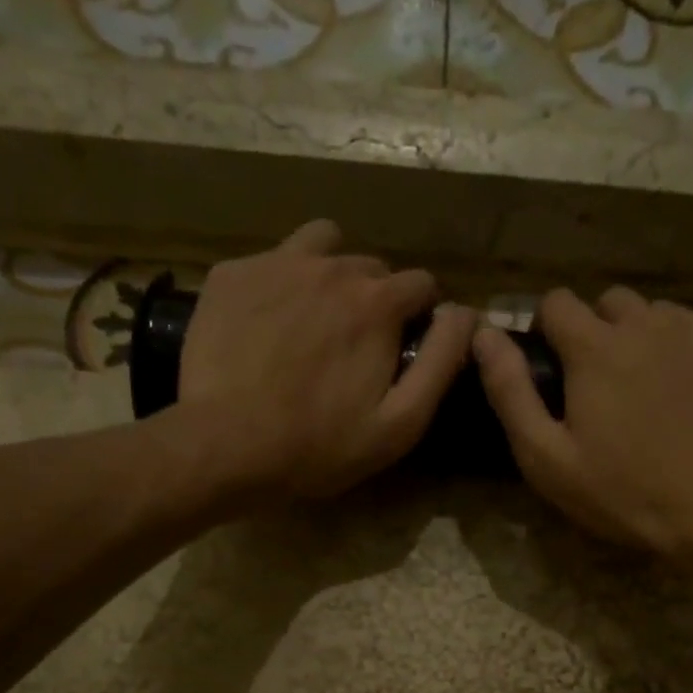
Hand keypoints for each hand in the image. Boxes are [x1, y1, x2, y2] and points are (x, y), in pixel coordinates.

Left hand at [178, 220, 476, 498]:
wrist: (224, 446)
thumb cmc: (318, 446)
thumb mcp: (399, 423)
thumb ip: (441, 363)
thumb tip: (468, 314)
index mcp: (377, 302)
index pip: (422, 284)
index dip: (421, 316)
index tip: (405, 347)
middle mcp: (331, 267)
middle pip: (371, 268)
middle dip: (375, 299)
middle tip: (355, 346)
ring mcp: (275, 263)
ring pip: (322, 246)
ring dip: (331, 273)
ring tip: (315, 318)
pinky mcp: (231, 273)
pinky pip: (270, 261)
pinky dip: (279, 284)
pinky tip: (266, 325)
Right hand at [472, 286, 692, 556]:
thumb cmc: (622, 492)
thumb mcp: (547, 457)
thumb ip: (510, 392)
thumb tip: (484, 333)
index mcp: (595, 347)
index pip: (557, 303)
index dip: (549, 331)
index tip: (555, 366)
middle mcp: (647, 322)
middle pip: (612, 302)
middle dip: (600, 332)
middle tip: (606, 385)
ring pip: (661, 313)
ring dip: (649, 339)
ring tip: (656, 388)